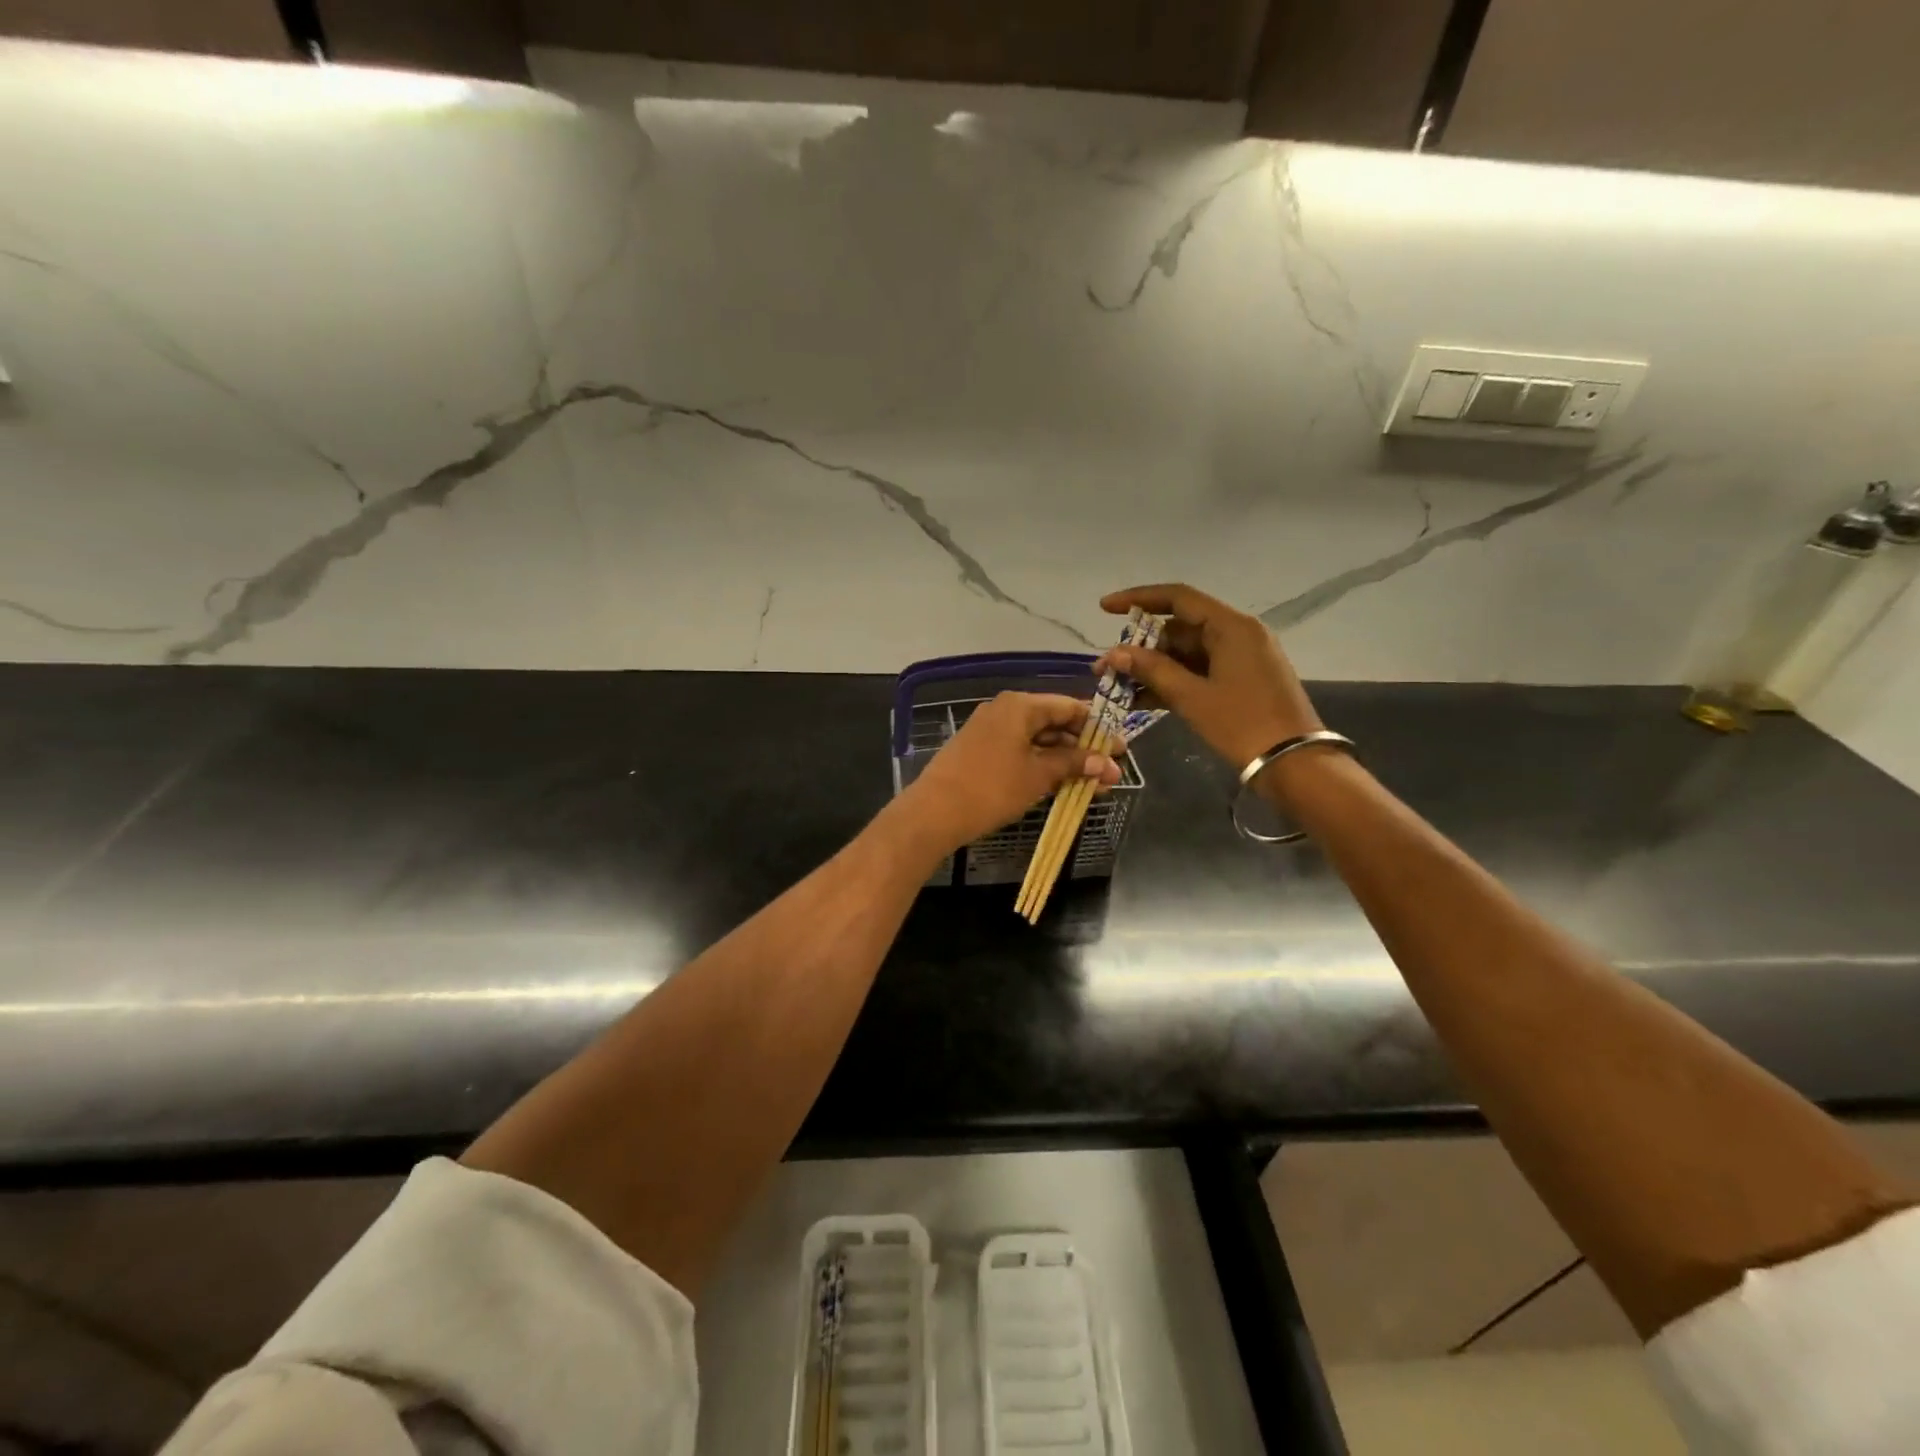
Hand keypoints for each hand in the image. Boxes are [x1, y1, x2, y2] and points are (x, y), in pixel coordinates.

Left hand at [897, 692, 1121, 856]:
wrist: (934, 812)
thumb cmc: (992, 788)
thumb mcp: (1039, 776)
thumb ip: (1075, 765)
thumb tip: (1110, 765)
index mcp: (1020, 706)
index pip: (1068, 706)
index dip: (1097, 727)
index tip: (1120, 748)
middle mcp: (1004, 710)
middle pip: (1053, 722)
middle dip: (1082, 747)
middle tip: (1109, 771)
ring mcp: (989, 730)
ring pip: (1036, 740)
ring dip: (1064, 760)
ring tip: (1091, 784)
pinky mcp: (979, 751)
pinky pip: (1019, 751)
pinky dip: (1041, 764)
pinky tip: (1060, 784)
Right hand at [1096, 583, 1321, 768]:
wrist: (1293, 763)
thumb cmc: (1242, 723)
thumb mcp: (1192, 697)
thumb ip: (1152, 670)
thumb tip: (1114, 654)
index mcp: (1231, 626)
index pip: (1178, 598)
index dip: (1138, 599)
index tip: (1104, 608)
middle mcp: (1238, 633)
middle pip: (1180, 627)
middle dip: (1141, 646)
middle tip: (1108, 665)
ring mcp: (1241, 658)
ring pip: (1187, 653)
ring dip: (1153, 667)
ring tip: (1117, 686)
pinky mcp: (1241, 681)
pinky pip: (1199, 671)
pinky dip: (1172, 682)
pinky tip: (1140, 700)